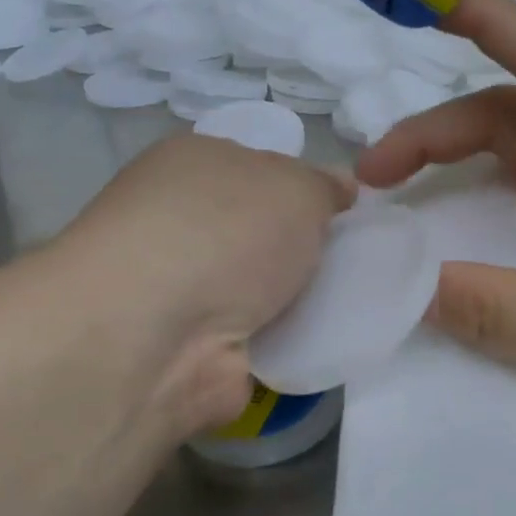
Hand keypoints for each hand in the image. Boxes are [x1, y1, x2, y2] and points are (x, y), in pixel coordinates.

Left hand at [48, 134, 352, 434]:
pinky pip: (261, 339)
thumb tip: (340, 188)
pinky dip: (289, 343)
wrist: (159, 335)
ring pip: (262, 288)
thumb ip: (324, 187)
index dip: (305, 189)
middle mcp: (180, 223)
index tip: (347, 212)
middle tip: (356, 260)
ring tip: (352, 303)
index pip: (259, 169)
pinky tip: (326, 342)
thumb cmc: (226, 232)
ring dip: (299, 299)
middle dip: (306, 248)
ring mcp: (183, 291)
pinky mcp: (195, 350)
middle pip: (261, 233)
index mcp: (193, 166)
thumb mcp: (296, 187)